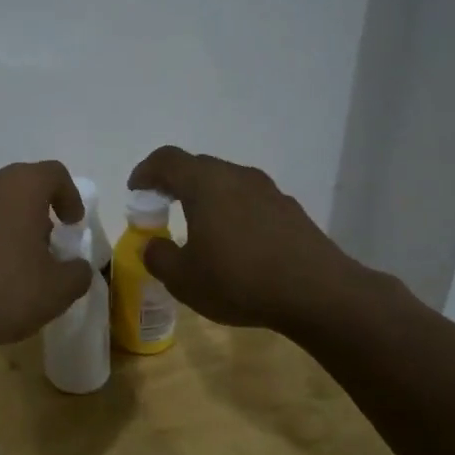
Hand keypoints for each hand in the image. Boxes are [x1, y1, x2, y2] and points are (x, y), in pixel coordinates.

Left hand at [0, 162, 93, 362]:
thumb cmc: (1, 294)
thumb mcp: (57, 292)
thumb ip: (77, 273)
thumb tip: (77, 267)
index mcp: (17, 188)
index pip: (53, 174)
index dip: (68, 195)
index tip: (71, 223)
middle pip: (11, 186)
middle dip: (27, 210)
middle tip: (35, 244)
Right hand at [127, 146, 387, 339]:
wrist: (319, 294)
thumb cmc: (240, 280)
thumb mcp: (183, 279)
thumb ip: (159, 257)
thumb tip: (153, 245)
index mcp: (205, 184)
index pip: (167, 160)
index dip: (146, 171)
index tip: (136, 191)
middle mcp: (237, 177)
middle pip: (198, 167)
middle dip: (174, 182)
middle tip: (160, 206)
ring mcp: (269, 191)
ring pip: (226, 182)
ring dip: (205, 197)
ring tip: (197, 226)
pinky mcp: (290, 211)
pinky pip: (250, 200)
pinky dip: (232, 211)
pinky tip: (234, 243)